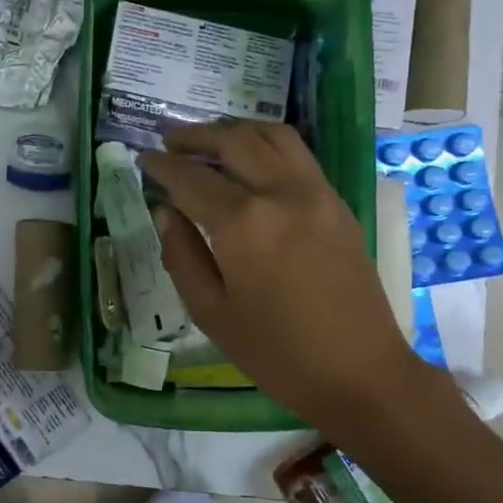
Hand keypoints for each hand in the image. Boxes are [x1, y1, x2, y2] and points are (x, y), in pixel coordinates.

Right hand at [139, 121, 430, 442]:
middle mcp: (281, 193)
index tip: (143, 157)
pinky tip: (253, 162)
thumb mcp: (210, 312)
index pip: (191, 178)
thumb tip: (165, 212)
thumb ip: (181, 255)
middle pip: (234, 141)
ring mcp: (316, 193)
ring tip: (211, 141)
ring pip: (273, 136)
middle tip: (170, 140)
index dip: (162, 165)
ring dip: (236, 130)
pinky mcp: (338, 203)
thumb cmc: (276, 353)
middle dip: (196, 136)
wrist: (360, 372)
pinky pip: (299, 155)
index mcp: (243, 223)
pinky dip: (268, 144)